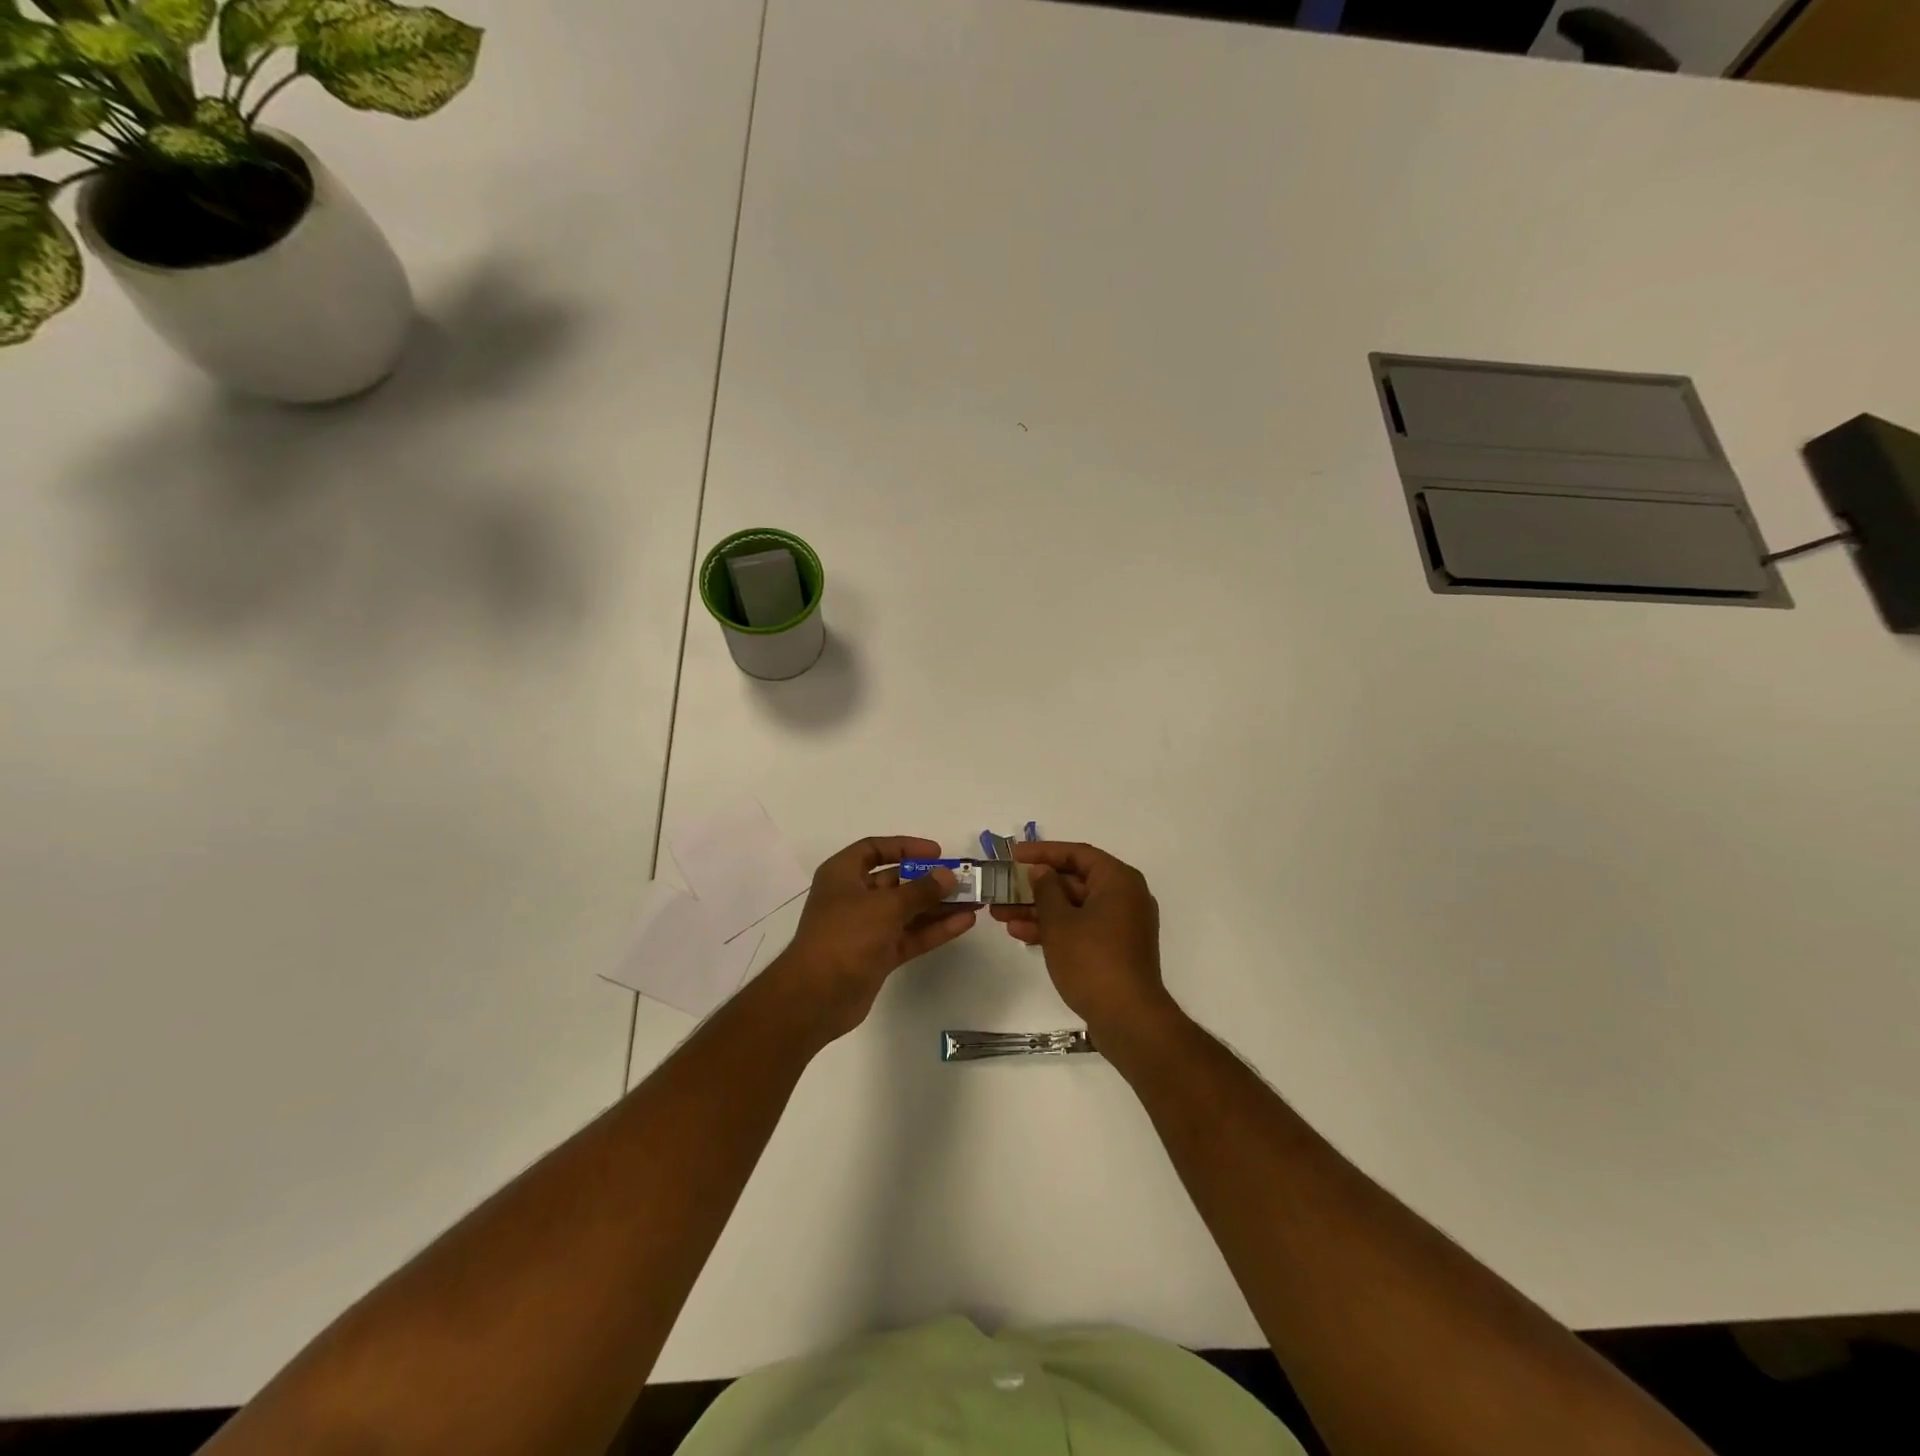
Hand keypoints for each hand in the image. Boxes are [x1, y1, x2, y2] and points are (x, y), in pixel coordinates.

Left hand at [770, 836, 976, 1043]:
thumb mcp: (885, 906)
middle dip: (929, 880)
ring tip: (973, 901)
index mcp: (843, 874)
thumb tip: (948, 876)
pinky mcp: (878, 955)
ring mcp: (866, 928)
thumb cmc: (845, 936)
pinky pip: (910, 935)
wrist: (817, 997)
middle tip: (963, 880)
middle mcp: (853, 897)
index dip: (905, 847)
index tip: (936, 853)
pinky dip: (934, 930)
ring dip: (937, 906)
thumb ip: (921, 890)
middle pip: (896, 881)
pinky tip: (964, 923)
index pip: (874, 849)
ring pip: (907, 911)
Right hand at [991, 841, 1174, 1038]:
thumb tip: (1041, 871)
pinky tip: (1021, 934)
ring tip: (1001, 914)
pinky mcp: (1114, 948)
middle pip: (1073, 881)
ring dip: (1038, 909)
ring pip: (1073, 906)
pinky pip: (1081, 927)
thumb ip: (1046, 889)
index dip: (1043, 852)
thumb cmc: (1092, 960)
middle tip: (1002, 888)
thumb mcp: (1060, 922)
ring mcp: (1121, 924)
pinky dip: (1055, 929)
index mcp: (1118, 880)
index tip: (1014, 855)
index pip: (1077, 854)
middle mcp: (1124, 896)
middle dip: (1035, 887)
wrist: (1128, 1019)